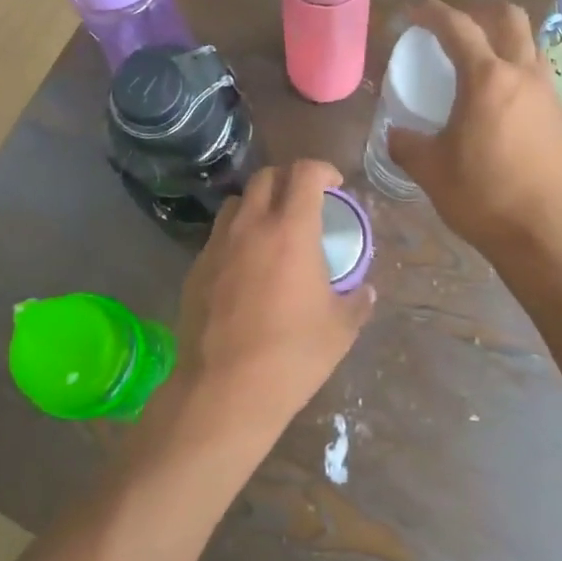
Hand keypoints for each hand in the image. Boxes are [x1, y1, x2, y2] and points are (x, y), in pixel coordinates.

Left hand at [172, 160, 374, 442]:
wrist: (225, 390)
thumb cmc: (291, 355)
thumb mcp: (340, 330)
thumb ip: (357, 302)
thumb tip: (366, 291)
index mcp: (290, 230)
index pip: (305, 172)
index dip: (323, 170)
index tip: (334, 186)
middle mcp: (250, 226)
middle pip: (266, 177)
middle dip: (289, 180)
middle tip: (304, 204)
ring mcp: (217, 246)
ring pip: (236, 203)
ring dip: (258, 205)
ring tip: (271, 232)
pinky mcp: (196, 269)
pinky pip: (218, 237)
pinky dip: (236, 238)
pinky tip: (245, 270)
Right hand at [386, 0, 561, 260]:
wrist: (545, 233)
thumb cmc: (483, 197)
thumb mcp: (430, 170)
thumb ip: (406, 144)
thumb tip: (396, 133)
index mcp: (487, 79)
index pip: (458, 27)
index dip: (433, 13)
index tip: (415, 14)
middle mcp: (522, 74)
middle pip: (508, 17)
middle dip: (478, 11)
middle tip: (454, 26)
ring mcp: (547, 93)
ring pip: (529, 42)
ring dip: (503, 37)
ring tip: (478, 58)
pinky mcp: (560, 114)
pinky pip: (537, 71)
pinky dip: (516, 66)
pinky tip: (498, 96)